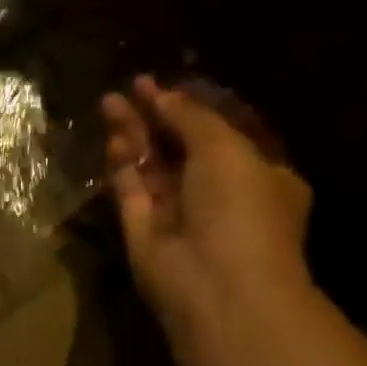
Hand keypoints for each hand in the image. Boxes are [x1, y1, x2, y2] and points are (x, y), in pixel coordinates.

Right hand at [102, 77, 314, 360]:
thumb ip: (192, 118)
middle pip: (180, 144)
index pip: (221, 132)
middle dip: (157, 115)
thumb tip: (162, 94)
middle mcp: (216, 191)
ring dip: (133, 133)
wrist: (214, 282)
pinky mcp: (141, 225)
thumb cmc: (240, 210)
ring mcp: (176, 209)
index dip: (192, 106)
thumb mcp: (227, 150)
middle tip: (130, 87)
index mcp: (257, 175)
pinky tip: (112, 138)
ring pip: (151, 163)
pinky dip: (122, 163)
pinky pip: (130, 186)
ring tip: (109, 101)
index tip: (164, 83)